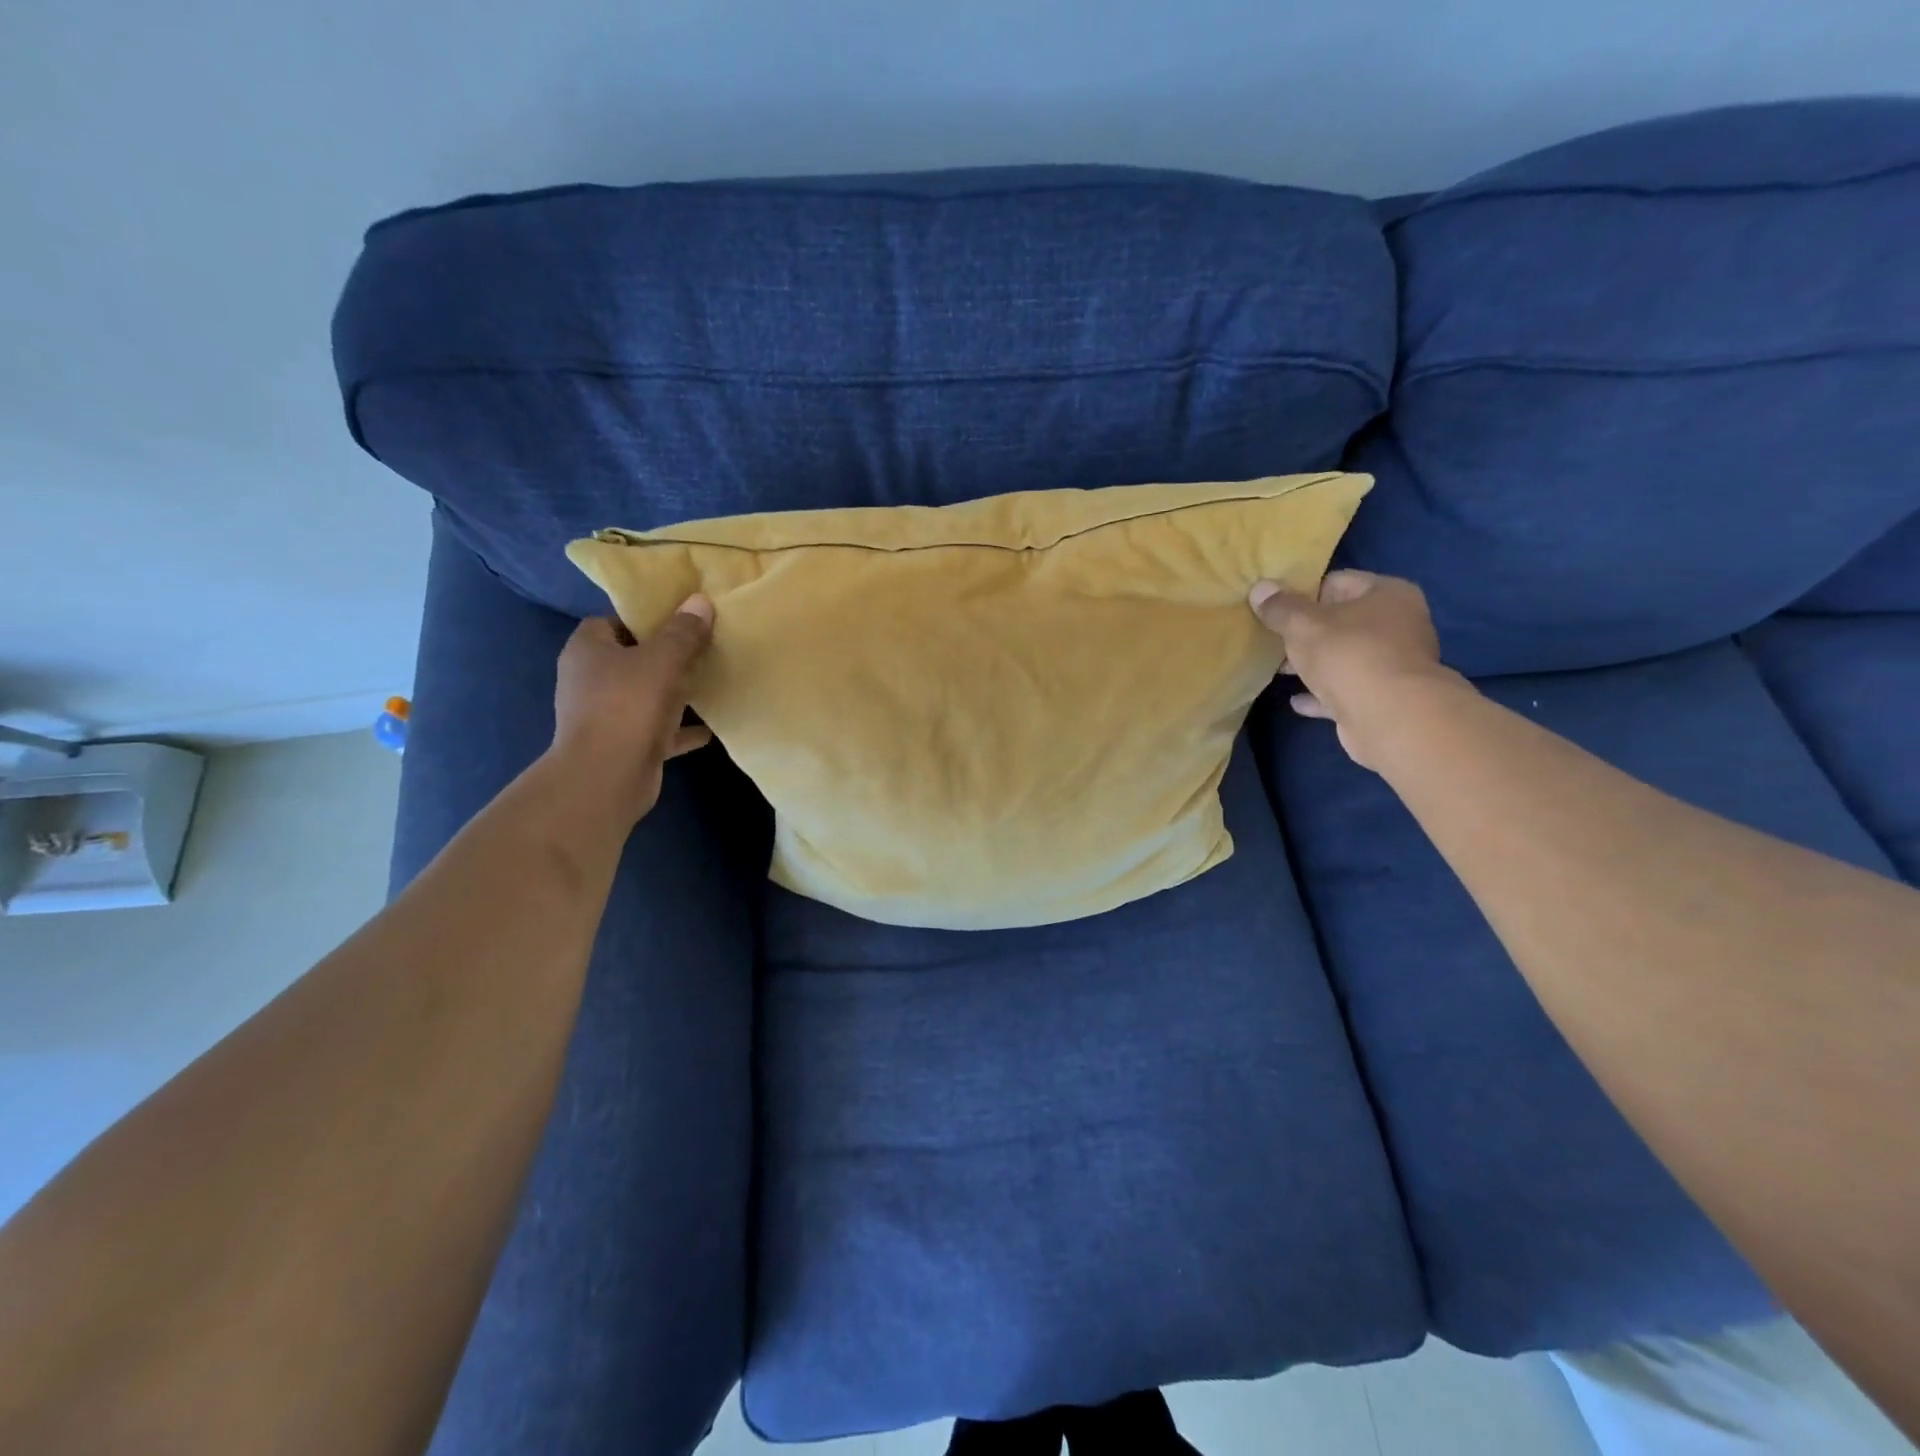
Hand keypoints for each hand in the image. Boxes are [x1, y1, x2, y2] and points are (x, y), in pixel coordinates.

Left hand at [548, 595, 714, 822]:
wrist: (607, 778)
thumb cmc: (627, 706)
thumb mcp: (662, 660)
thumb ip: (683, 632)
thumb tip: (700, 601)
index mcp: (587, 650)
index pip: (613, 621)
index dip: (645, 618)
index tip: (680, 619)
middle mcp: (591, 680)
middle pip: (632, 659)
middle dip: (666, 655)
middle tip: (703, 647)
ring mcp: (606, 715)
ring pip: (646, 695)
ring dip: (675, 692)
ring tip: (711, 682)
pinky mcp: (624, 745)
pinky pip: (658, 731)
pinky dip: (680, 730)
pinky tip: (709, 729)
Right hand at [1248, 570, 1459, 768]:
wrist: (1388, 716)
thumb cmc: (1348, 654)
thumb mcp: (1302, 624)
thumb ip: (1279, 607)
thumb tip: (1259, 588)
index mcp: (1387, 594)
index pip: (1337, 582)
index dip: (1302, 593)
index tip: (1274, 610)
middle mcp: (1399, 624)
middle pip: (1342, 621)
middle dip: (1306, 632)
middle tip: (1273, 640)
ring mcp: (1394, 663)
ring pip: (1344, 657)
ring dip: (1314, 663)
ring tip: (1279, 669)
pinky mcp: (1385, 697)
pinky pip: (1346, 690)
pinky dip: (1322, 694)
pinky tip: (1297, 701)